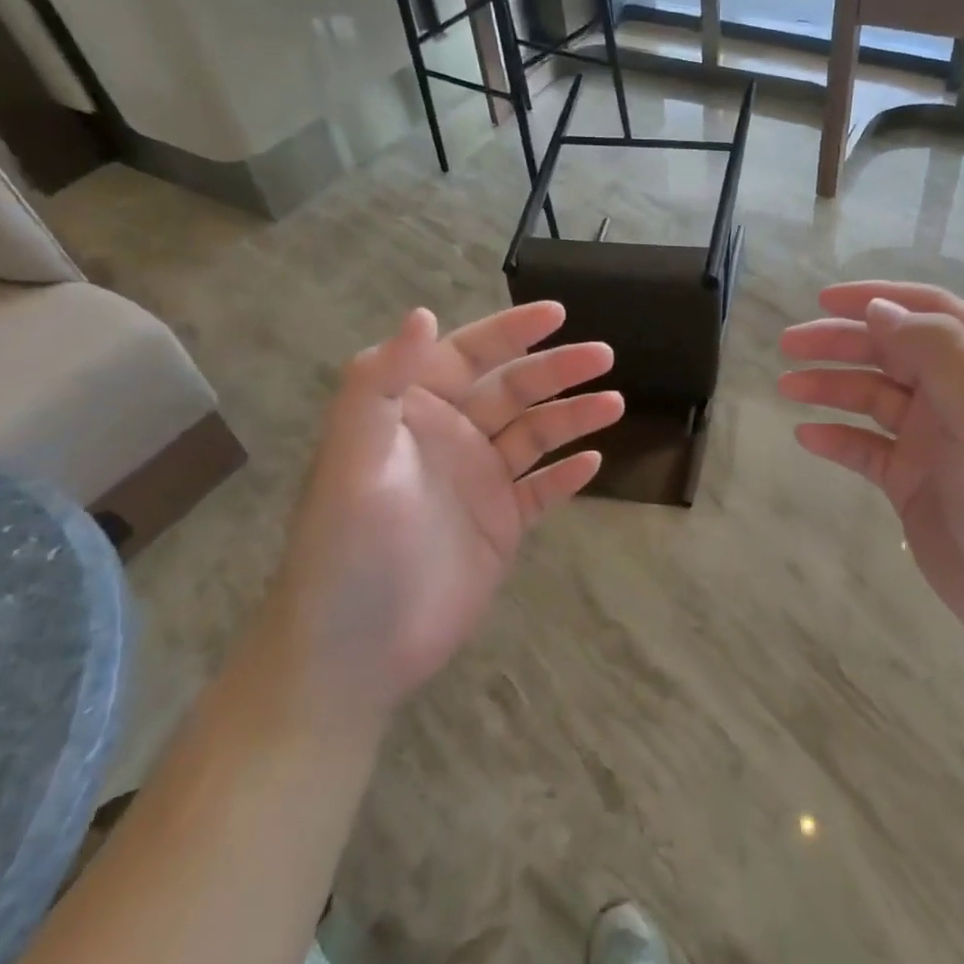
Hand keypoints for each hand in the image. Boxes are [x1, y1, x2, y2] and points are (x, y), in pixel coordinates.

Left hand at [270, 303, 621, 730]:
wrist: (355, 650)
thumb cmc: (349, 546)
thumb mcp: (354, 455)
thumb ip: (382, 381)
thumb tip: (421, 313)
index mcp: (412, 412)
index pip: (468, 355)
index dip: (512, 331)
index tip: (558, 313)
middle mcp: (450, 438)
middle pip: (514, 391)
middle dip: (558, 370)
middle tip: (605, 356)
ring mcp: (478, 483)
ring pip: (535, 436)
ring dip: (573, 417)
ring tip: (615, 404)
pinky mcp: (499, 526)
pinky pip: (542, 490)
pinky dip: (566, 474)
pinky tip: (594, 461)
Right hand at [779, 281, 963, 664]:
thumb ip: (938, 354)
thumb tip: (879, 309)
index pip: (929, 312)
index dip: (878, 298)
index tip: (825, 298)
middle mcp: (960, 397)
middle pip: (892, 352)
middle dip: (841, 342)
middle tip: (789, 344)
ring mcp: (934, 442)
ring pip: (873, 399)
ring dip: (831, 387)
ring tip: (787, 386)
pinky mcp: (913, 483)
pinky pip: (866, 449)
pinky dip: (837, 439)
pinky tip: (807, 437)